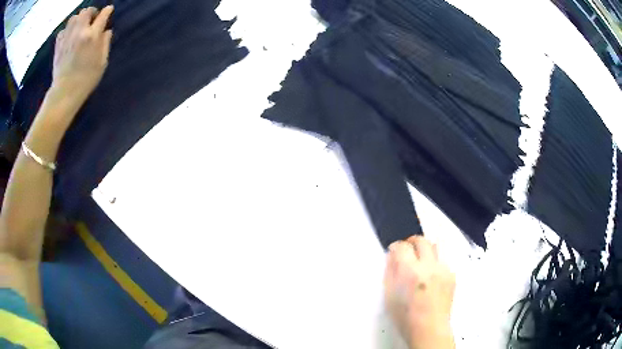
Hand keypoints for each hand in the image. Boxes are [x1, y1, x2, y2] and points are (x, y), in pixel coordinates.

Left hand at [51, 6, 113, 106]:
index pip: (103, 15)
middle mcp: (79, 32)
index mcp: (92, 36)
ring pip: (74, 17)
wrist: (64, 93)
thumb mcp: (102, 62)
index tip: (109, 10)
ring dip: (79, 19)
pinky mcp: (58, 45)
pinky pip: (63, 29)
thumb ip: (105, 43)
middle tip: (93, 19)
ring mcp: (67, 37)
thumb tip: (106, 31)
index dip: (107, 11)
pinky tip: (70, 36)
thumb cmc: (86, 80)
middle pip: (87, 11)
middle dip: (92, 12)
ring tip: (80, 26)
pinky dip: (68, 29)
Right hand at [384, 236, 455, 348]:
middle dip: (412, 242)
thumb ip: (390, 272)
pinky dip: (435, 263)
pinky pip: (443, 261)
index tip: (394, 251)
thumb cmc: (405, 316)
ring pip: (435, 247)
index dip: (396, 247)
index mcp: (410, 272)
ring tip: (421, 261)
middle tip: (407, 250)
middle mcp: (429, 266)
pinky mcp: (452, 275)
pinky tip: (431, 276)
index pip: (402, 246)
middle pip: (421, 240)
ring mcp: (443, 270)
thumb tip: (392, 256)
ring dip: (426, 250)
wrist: (429, 327)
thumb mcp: (389, 295)